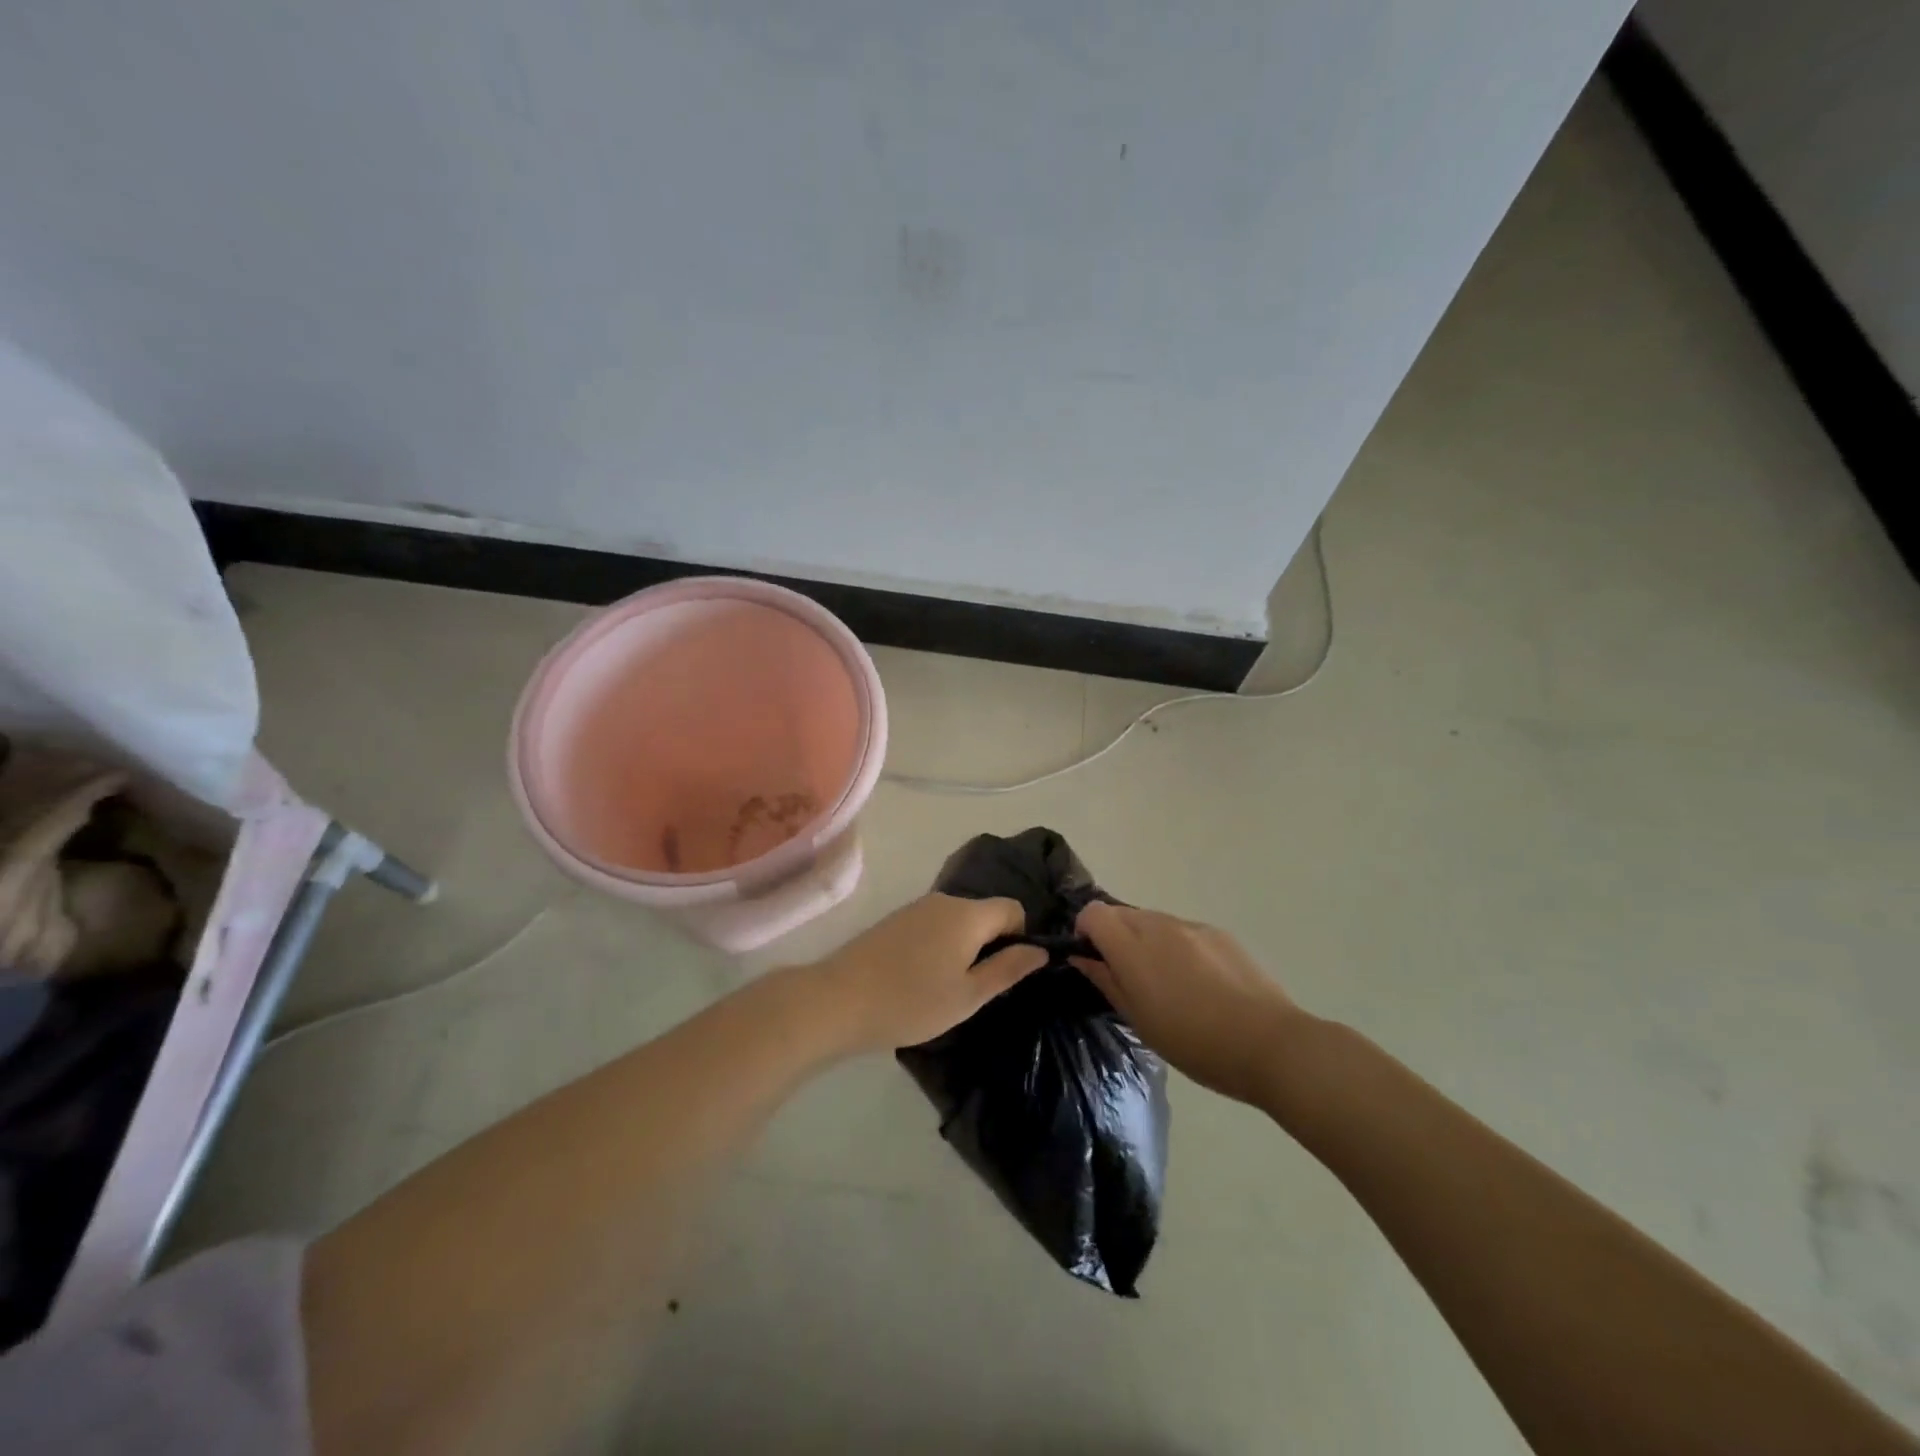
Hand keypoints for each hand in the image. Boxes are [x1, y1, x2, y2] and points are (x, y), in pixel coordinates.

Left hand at [812, 893, 1047, 1053]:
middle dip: (992, 944)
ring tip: (950, 987)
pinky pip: (934, 925)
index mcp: (968, 914)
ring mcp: (916, 908)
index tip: (1010, 972)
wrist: (839, 999)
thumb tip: (1040, 950)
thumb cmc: (912, 1001)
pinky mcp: (895, 920)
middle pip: (984, 913)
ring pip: (958, 920)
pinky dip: (941, 946)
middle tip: (980, 988)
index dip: (1021, 937)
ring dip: (965, 947)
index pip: (1013, 909)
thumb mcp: (968, 995)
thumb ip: (1008, 969)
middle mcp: (944, 900)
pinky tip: (923, 978)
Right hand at [1073, 903, 1304, 1105]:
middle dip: (1115, 936)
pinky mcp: (1219, 933)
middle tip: (1128, 976)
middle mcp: (1159, 925)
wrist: (1269, 1044)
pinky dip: (1176, 946)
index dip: (1085, 931)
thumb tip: (1082, 958)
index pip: (1093, 913)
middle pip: (1121, 913)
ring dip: (1146, 940)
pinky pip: (1183, 930)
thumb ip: (1106, 981)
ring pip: (1152, 920)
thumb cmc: (1195, 1043)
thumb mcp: (1140, 1021)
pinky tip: (1198, 982)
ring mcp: (1191, 926)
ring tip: (1167, 982)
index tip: (1093, 960)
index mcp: (1133, 948)